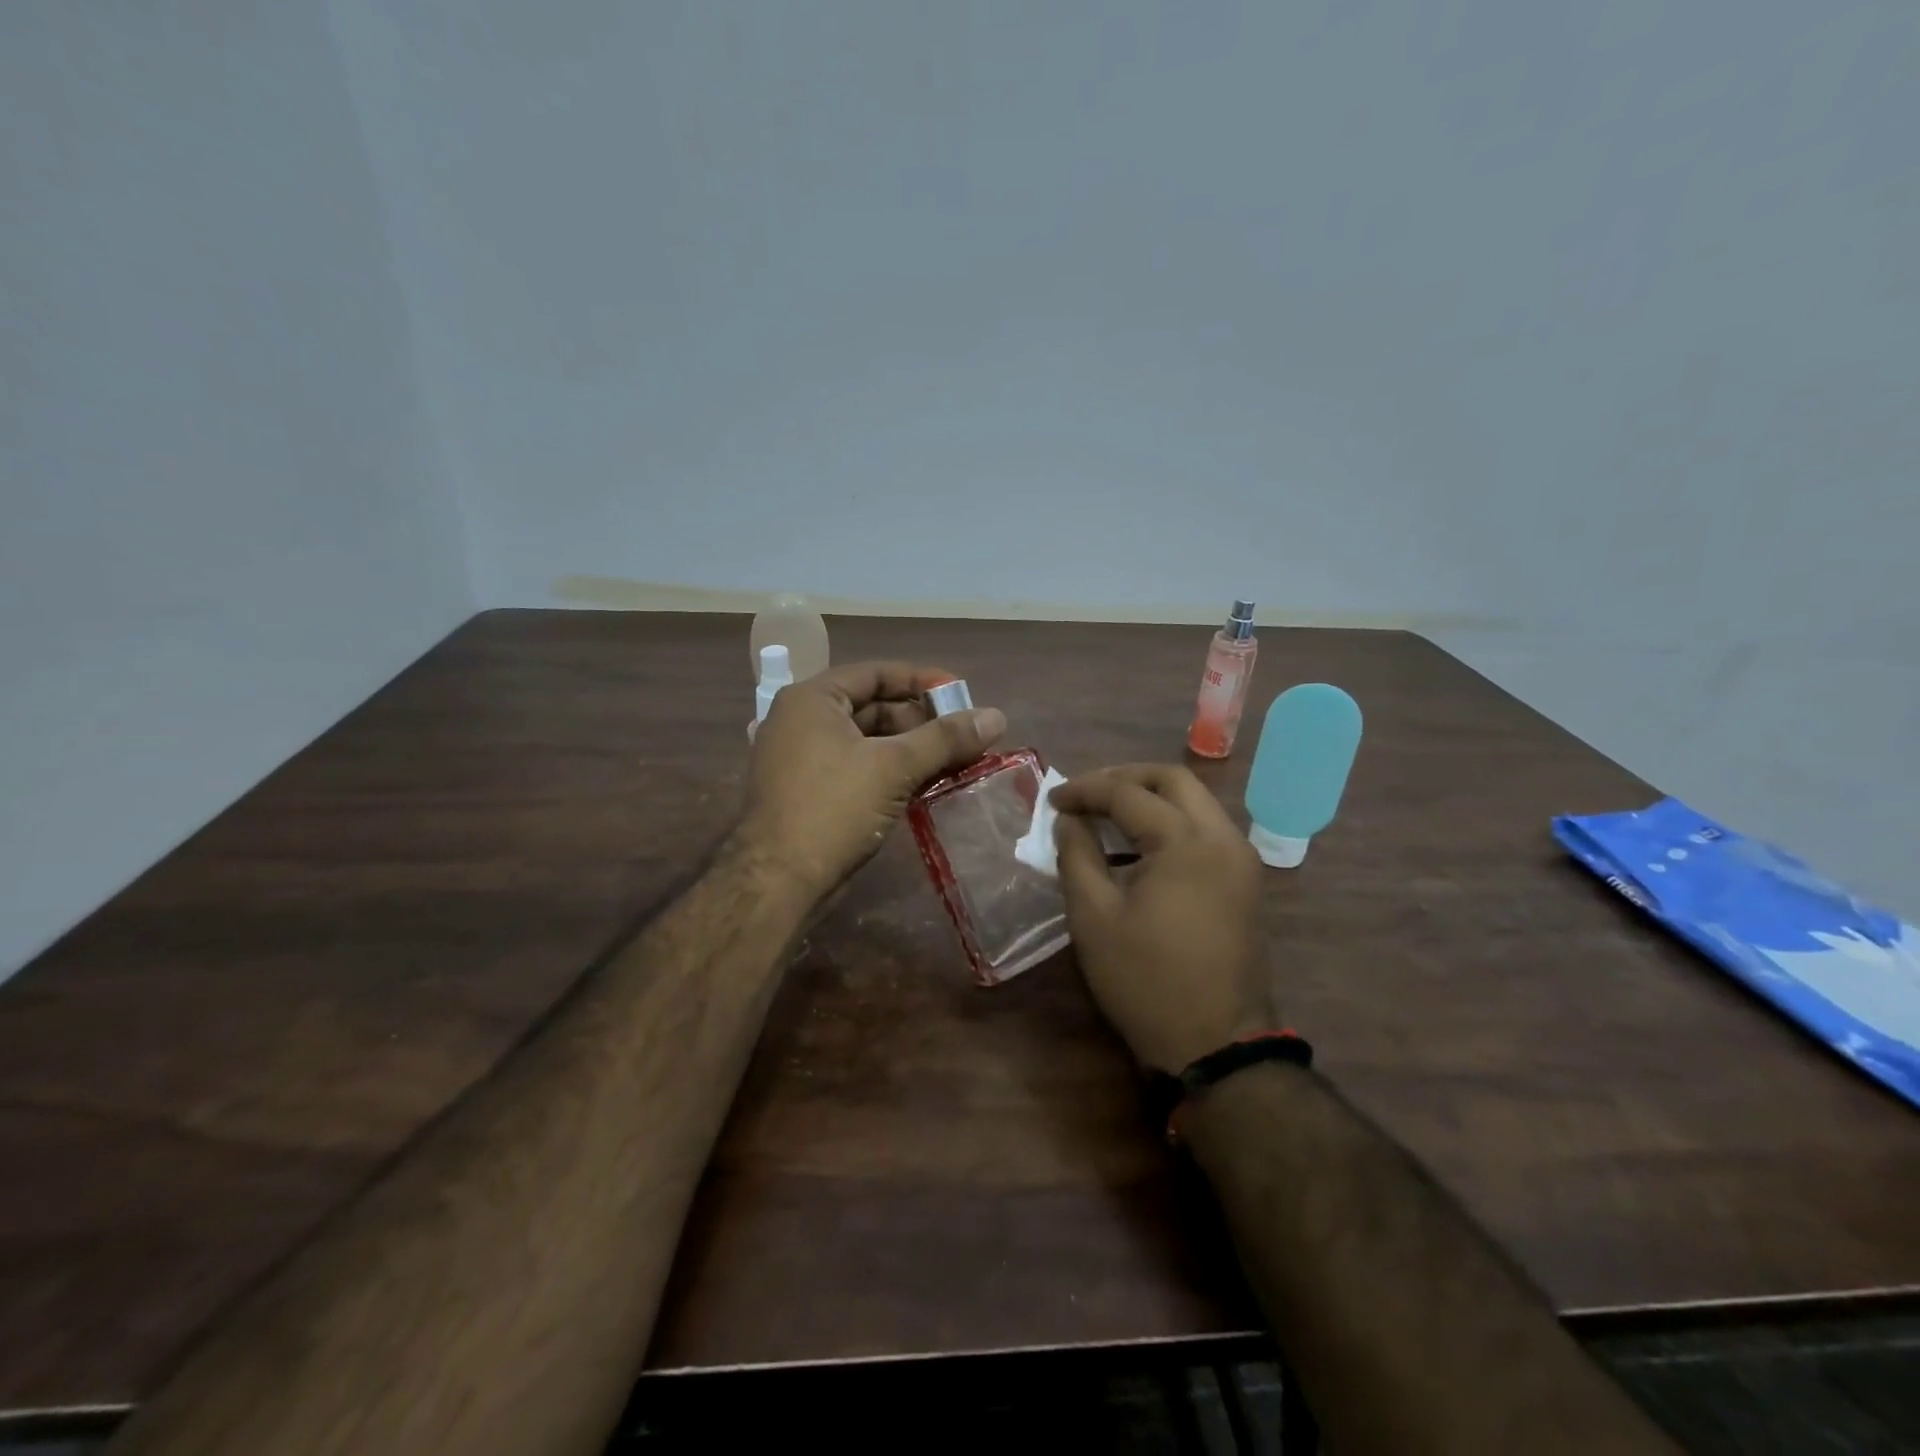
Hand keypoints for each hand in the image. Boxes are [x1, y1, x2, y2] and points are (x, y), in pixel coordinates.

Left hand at [740, 661, 1006, 902]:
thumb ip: (945, 738)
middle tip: (963, 736)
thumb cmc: (833, 808)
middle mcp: (801, 720)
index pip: (876, 673)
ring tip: (954, 762)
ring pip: (867, 741)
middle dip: (920, 721)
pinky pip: (857, 767)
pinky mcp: (808, 792)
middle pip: (873, 707)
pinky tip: (925, 785)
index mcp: (813, 699)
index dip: (922, 681)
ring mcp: (801, 758)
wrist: (777, 882)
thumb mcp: (894, 766)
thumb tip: (997, 716)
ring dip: (910, 750)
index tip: (962, 694)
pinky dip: (890, 772)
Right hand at [1051, 765, 1273, 1073]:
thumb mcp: (1093, 917)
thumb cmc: (1145, 980)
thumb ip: (1076, 855)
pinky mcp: (1244, 882)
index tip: (1052, 800)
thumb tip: (1069, 820)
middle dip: (1124, 777)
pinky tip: (1138, 846)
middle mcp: (1223, 838)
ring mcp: (1240, 860)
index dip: (1085, 790)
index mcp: (1187, 843)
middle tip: (1086, 794)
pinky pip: (1205, 830)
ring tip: (1106, 814)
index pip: (1128, 793)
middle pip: (1174, 780)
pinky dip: (1170, 823)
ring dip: (1150, 798)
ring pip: (1195, 802)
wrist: (1215, 1044)